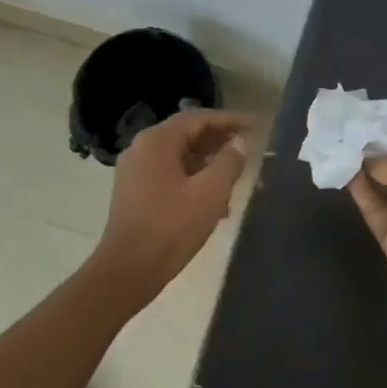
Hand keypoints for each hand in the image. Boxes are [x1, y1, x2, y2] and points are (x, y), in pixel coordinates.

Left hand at [93, 109, 252, 302]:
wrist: (130, 268)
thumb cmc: (172, 227)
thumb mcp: (210, 192)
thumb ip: (229, 162)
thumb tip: (239, 142)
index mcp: (157, 142)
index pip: (198, 118)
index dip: (230, 120)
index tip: (256, 126)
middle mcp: (142, 149)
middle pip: (187, 135)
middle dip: (220, 141)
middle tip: (250, 147)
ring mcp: (136, 172)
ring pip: (180, 157)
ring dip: (209, 163)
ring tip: (237, 176)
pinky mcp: (136, 193)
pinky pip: (171, 175)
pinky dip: (194, 179)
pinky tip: (215, 201)